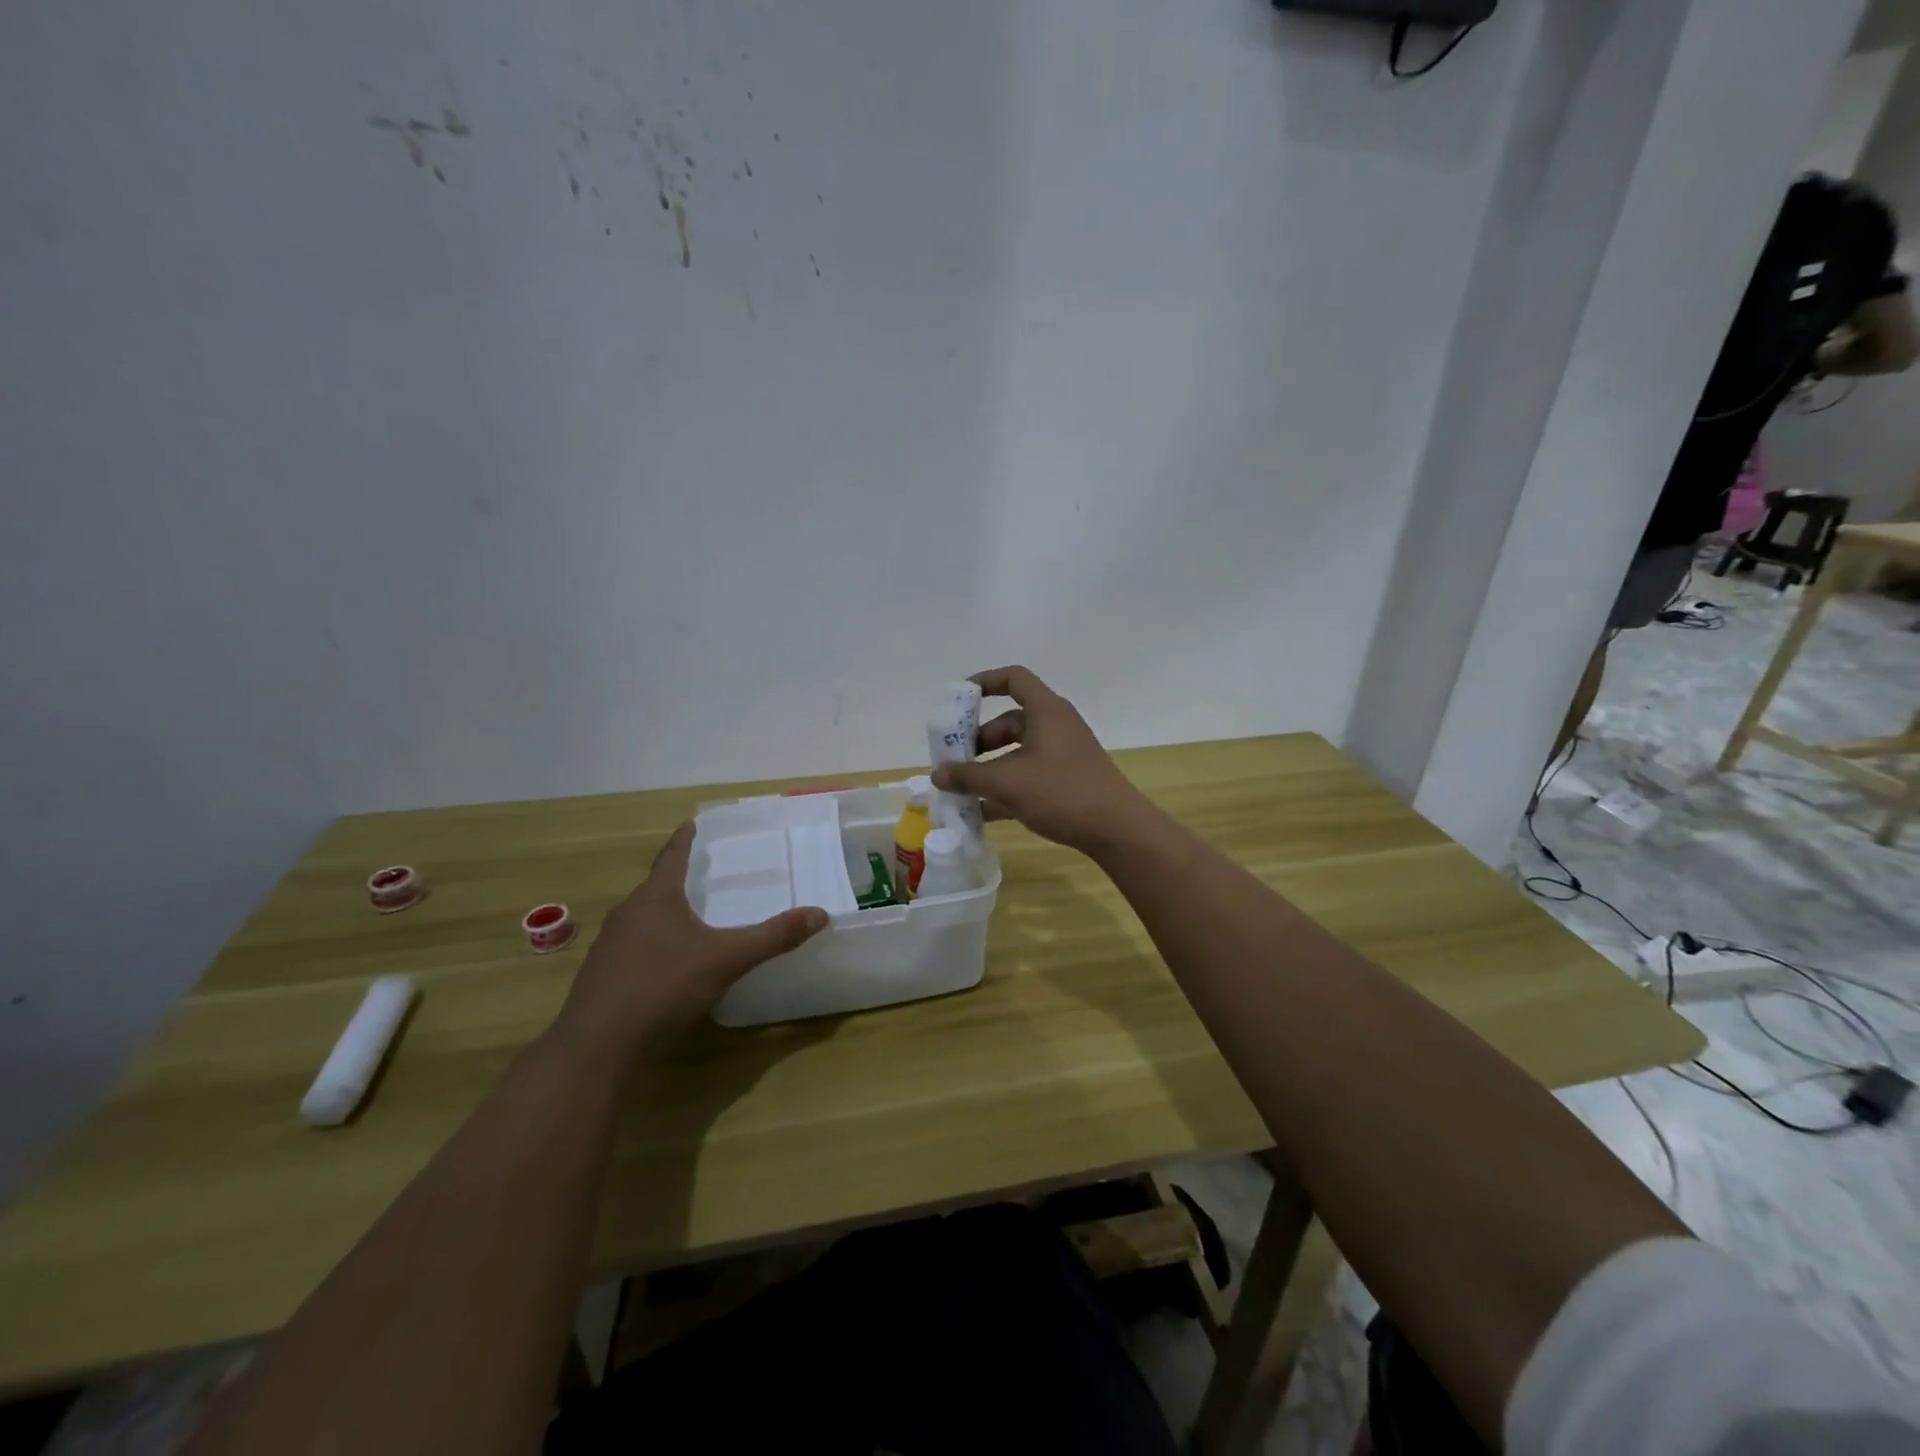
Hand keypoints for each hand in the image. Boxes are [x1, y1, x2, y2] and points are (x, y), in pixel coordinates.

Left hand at [553, 823, 826, 1061]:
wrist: (598, 1048)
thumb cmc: (663, 987)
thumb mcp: (727, 960)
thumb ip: (773, 937)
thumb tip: (820, 914)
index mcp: (655, 899)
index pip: (671, 857)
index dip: (684, 840)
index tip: (691, 823)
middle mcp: (627, 915)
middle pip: (655, 888)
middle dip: (677, 880)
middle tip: (702, 873)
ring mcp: (609, 948)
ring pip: (641, 920)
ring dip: (663, 915)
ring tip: (689, 918)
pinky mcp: (601, 978)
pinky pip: (633, 949)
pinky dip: (652, 946)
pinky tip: (668, 965)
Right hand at [931, 666, 1156, 855]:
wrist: (1117, 829)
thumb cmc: (1062, 792)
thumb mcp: (1008, 783)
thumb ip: (969, 776)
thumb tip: (937, 773)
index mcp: (1046, 711)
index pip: (1013, 679)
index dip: (984, 681)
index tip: (958, 698)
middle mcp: (1055, 726)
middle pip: (1009, 721)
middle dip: (978, 740)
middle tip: (954, 759)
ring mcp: (1062, 754)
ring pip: (1016, 752)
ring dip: (989, 768)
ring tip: (962, 789)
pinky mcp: (1066, 780)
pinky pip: (1027, 776)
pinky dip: (1005, 788)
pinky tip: (982, 812)